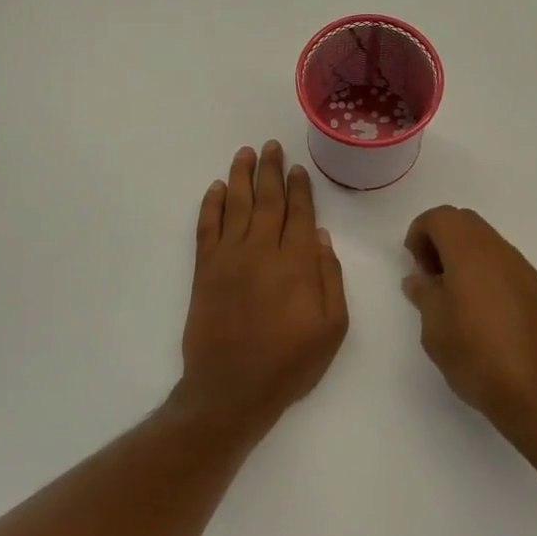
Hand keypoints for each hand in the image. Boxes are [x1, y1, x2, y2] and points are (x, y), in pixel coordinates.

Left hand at [179, 142, 348, 428]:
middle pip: (267, 200)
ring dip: (240, 176)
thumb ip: (330, 278)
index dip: (299, 187)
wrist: (231, 389)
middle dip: (270, 170)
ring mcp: (229, 257)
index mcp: (297, 263)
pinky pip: (206, 227)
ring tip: (245, 153)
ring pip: (235, 204)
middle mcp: (262, 250)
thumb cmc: (289, 363)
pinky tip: (215, 188)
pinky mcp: (205, 270)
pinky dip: (210, 204)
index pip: (299, 213)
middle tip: (270, 146)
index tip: (297, 167)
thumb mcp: (332, 328)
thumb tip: (320, 236)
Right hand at [402, 206, 536, 437]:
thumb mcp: (435, 327)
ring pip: (485, 240)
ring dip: (462, 253)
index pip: (441, 217)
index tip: (413, 264)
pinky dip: (481, 268)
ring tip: (449, 294)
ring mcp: (520, 268)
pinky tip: (475, 307)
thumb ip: (424, 294)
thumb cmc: (476, 355)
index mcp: (470, 252)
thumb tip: (419, 279)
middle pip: (465, 221)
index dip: (420, 232)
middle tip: (428, 275)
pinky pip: (500, 261)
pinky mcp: (533, 288)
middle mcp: (498, 250)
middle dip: (440, 238)